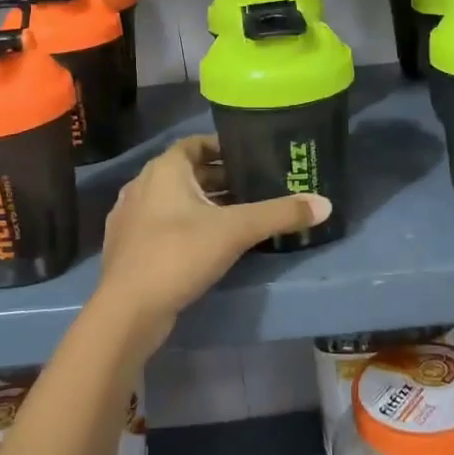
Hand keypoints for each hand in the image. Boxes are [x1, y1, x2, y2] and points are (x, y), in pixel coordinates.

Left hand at [95, 135, 329, 350]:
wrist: (127, 311)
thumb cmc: (179, 254)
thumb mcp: (236, 230)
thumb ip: (280, 214)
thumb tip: (326, 204)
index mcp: (164, 169)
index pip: (195, 143)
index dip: (222, 147)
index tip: (250, 157)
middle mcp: (142, 185)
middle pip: (186, 172)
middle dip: (218, 179)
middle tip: (253, 189)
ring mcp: (130, 217)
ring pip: (173, 200)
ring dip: (202, 204)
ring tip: (236, 217)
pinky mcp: (127, 246)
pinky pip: (161, 224)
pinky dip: (185, 225)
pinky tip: (206, 245)